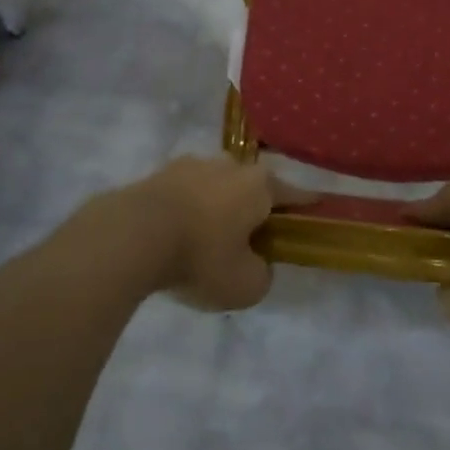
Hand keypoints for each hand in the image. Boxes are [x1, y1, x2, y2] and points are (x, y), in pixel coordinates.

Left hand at [117, 156, 314, 310]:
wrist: (132, 234)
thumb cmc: (201, 256)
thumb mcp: (245, 285)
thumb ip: (262, 274)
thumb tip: (256, 263)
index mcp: (259, 185)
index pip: (293, 194)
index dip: (306, 205)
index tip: (317, 208)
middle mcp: (230, 165)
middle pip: (251, 186)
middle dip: (253, 208)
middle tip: (250, 238)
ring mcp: (192, 164)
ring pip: (216, 186)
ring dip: (217, 207)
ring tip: (206, 239)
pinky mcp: (160, 173)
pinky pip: (185, 193)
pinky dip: (187, 210)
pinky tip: (177, 234)